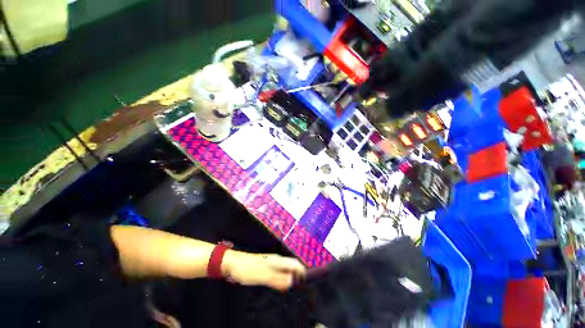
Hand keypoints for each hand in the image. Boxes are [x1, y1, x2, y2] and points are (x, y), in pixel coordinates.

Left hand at [222, 251, 305, 290]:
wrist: (234, 263)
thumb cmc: (248, 268)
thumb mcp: (263, 276)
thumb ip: (278, 279)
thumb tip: (292, 281)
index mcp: (278, 260)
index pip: (295, 264)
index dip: (302, 272)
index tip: (306, 283)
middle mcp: (277, 261)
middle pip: (292, 266)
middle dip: (298, 276)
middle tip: (299, 288)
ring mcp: (272, 263)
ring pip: (286, 270)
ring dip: (290, 278)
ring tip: (292, 289)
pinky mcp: (267, 267)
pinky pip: (279, 273)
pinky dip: (282, 280)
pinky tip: (280, 286)